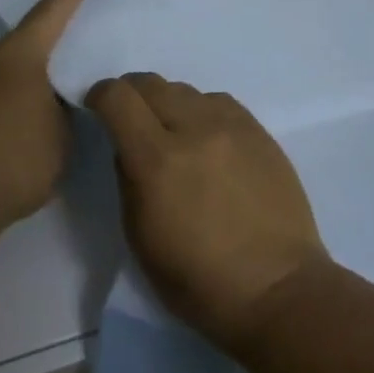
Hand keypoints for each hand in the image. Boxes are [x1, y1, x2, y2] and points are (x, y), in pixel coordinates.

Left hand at [0, 0, 87, 233]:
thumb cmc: (18, 159)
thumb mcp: (63, 136)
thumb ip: (64, 111)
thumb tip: (52, 103)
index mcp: (17, 57)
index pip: (47, 18)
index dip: (66, 0)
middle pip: (20, 47)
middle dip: (43, 53)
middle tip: (67, 63)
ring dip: (20, 85)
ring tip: (42, 108)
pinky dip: (1, 106)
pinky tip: (12, 132)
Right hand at [86, 73, 329, 348]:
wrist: (277, 289)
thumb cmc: (197, 279)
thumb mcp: (139, 236)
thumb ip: (127, 178)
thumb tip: (127, 147)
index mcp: (156, 160)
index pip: (117, 97)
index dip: (100, 96)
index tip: (97, 109)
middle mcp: (194, 129)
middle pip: (150, 83)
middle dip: (131, 94)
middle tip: (131, 119)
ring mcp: (232, 127)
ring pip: (186, 89)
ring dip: (169, 103)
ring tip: (173, 132)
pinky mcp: (260, 132)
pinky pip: (219, 102)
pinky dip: (202, 111)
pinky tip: (206, 138)